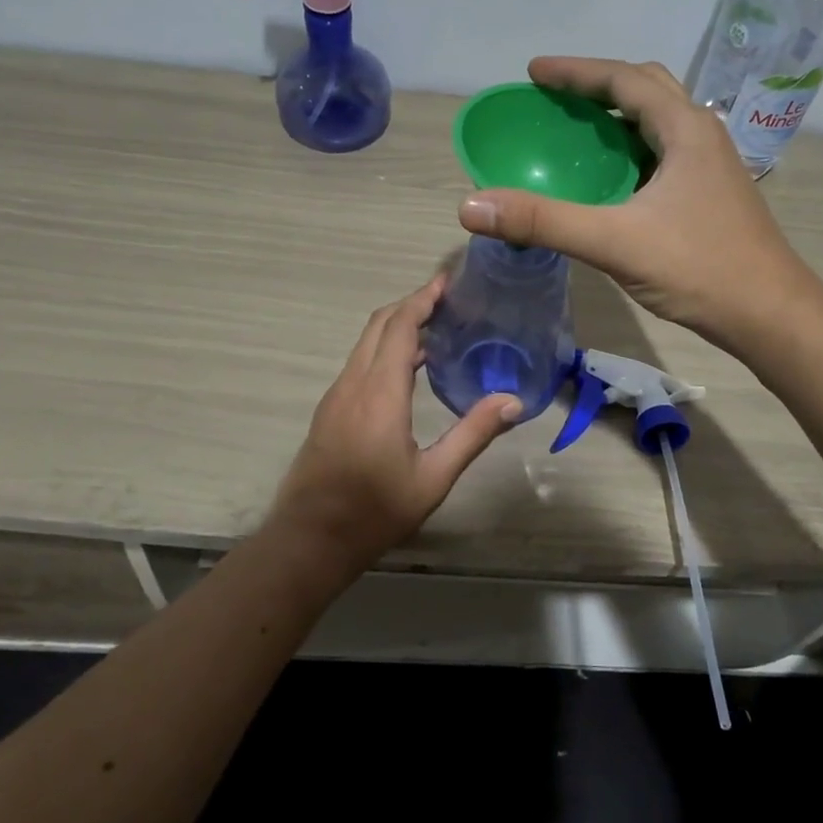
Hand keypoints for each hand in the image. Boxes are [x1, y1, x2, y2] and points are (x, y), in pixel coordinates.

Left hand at [266, 274, 519, 575]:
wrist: (309, 540)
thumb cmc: (374, 511)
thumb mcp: (433, 478)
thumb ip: (473, 435)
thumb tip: (514, 401)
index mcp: (380, 393)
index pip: (399, 327)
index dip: (422, 299)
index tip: (447, 282)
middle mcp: (354, 383)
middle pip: (378, 325)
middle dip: (410, 304)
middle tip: (447, 299)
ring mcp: (336, 396)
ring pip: (365, 342)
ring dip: (396, 325)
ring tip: (435, 327)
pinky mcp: (330, 410)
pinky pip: (359, 362)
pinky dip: (384, 348)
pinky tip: (409, 368)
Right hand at [456, 57, 820, 350]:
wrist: (772, 316)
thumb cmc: (700, 269)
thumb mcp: (615, 242)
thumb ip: (543, 222)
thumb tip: (471, 205)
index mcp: (685, 129)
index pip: (624, 79)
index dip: (576, 71)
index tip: (533, 72)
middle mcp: (702, 135)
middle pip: (646, 89)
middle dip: (597, 86)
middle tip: (554, 97)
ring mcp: (711, 165)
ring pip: (658, 122)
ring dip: (617, 118)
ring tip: (575, 130)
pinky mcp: (711, 193)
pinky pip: (663, 153)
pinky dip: (630, 150)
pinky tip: (610, 179)